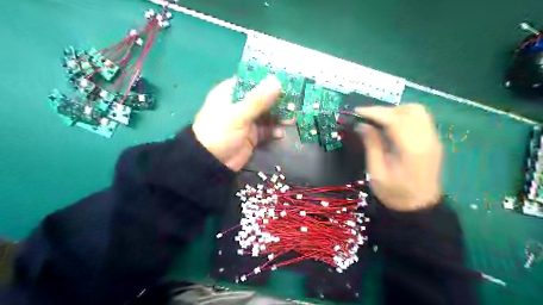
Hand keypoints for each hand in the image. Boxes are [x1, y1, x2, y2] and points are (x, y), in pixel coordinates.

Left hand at [192, 76, 284, 170]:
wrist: (212, 164)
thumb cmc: (220, 133)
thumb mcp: (238, 115)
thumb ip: (258, 99)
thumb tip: (277, 81)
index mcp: (230, 93)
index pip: (252, 80)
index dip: (268, 80)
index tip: (287, 80)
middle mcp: (239, 105)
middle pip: (262, 98)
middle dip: (278, 101)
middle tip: (295, 102)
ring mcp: (246, 121)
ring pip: (267, 114)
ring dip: (279, 116)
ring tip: (292, 119)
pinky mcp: (252, 135)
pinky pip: (266, 130)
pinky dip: (274, 131)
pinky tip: (280, 133)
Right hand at [357, 104, 439, 211]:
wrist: (420, 207)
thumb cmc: (395, 194)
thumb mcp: (377, 173)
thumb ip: (372, 146)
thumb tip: (362, 125)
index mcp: (412, 150)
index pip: (395, 120)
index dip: (375, 112)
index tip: (358, 111)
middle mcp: (427, 140)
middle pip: (409, 111)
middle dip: (386, 110)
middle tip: (368, 118)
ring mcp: (433, 140)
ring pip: (417, 112)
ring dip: (396, 111)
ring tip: (379, 121)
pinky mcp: (433, 141)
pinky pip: (420, 119)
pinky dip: (404, 117)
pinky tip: (391, 127)